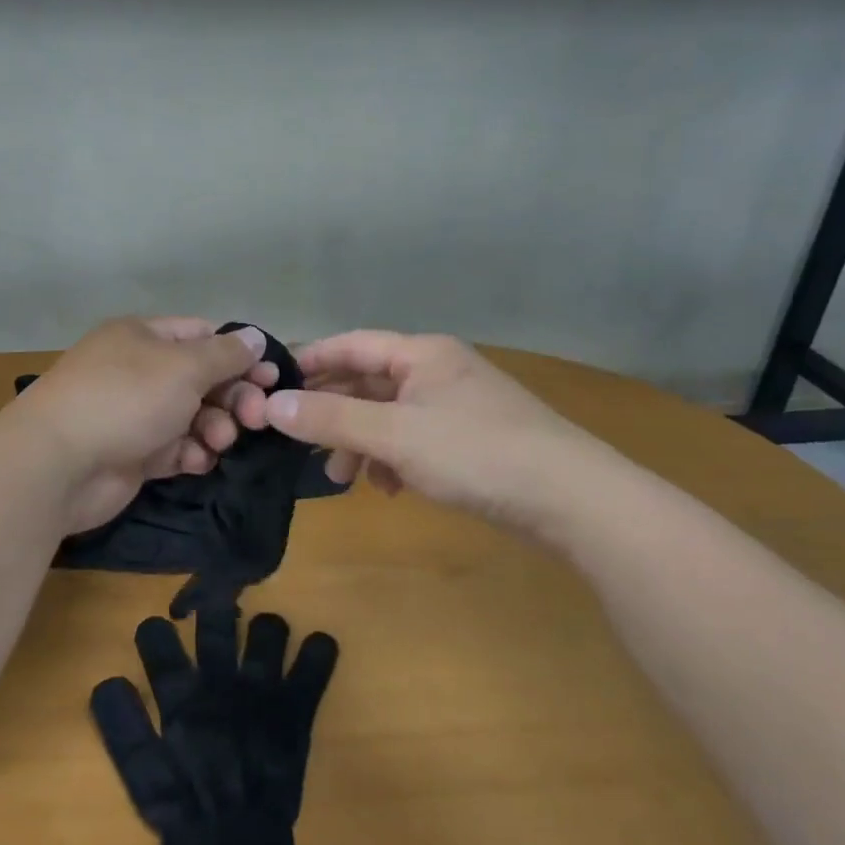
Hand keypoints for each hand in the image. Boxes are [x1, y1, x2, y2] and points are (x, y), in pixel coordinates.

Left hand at [9, 318, 275, 533]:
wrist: (58, 465)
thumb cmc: (125, 399)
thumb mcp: (182, 367)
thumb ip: (224, 354)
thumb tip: (255, 337)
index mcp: (142, 337)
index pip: (201, 335)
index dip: (238, 353)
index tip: (270, 376)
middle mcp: (137, 371)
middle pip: (200, 378)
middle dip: (232, 396)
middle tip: (256, 417)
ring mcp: (133, 414)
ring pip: (191, 416)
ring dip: (214, 427)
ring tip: (220, 441)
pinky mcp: (131, 454)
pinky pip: (174, 449)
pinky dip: (190, 454)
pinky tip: (198, 461)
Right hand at [258, 331, 592, 529]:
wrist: (572, 499)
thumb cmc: (476, 453)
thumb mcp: (395, 435)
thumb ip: (331, 420)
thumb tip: (271, 407)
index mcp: (422, 354)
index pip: (351, 344)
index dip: (310, 362)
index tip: (273, 387)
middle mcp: (439, 370)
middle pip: (369, 382)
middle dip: (334, 414)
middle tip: (302, 445)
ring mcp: (458, 405)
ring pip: (390, 415)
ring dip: (361, 442)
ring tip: (345, 479)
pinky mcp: (472, 439)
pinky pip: (415, 439)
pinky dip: (393, 458)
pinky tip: (389, 487)